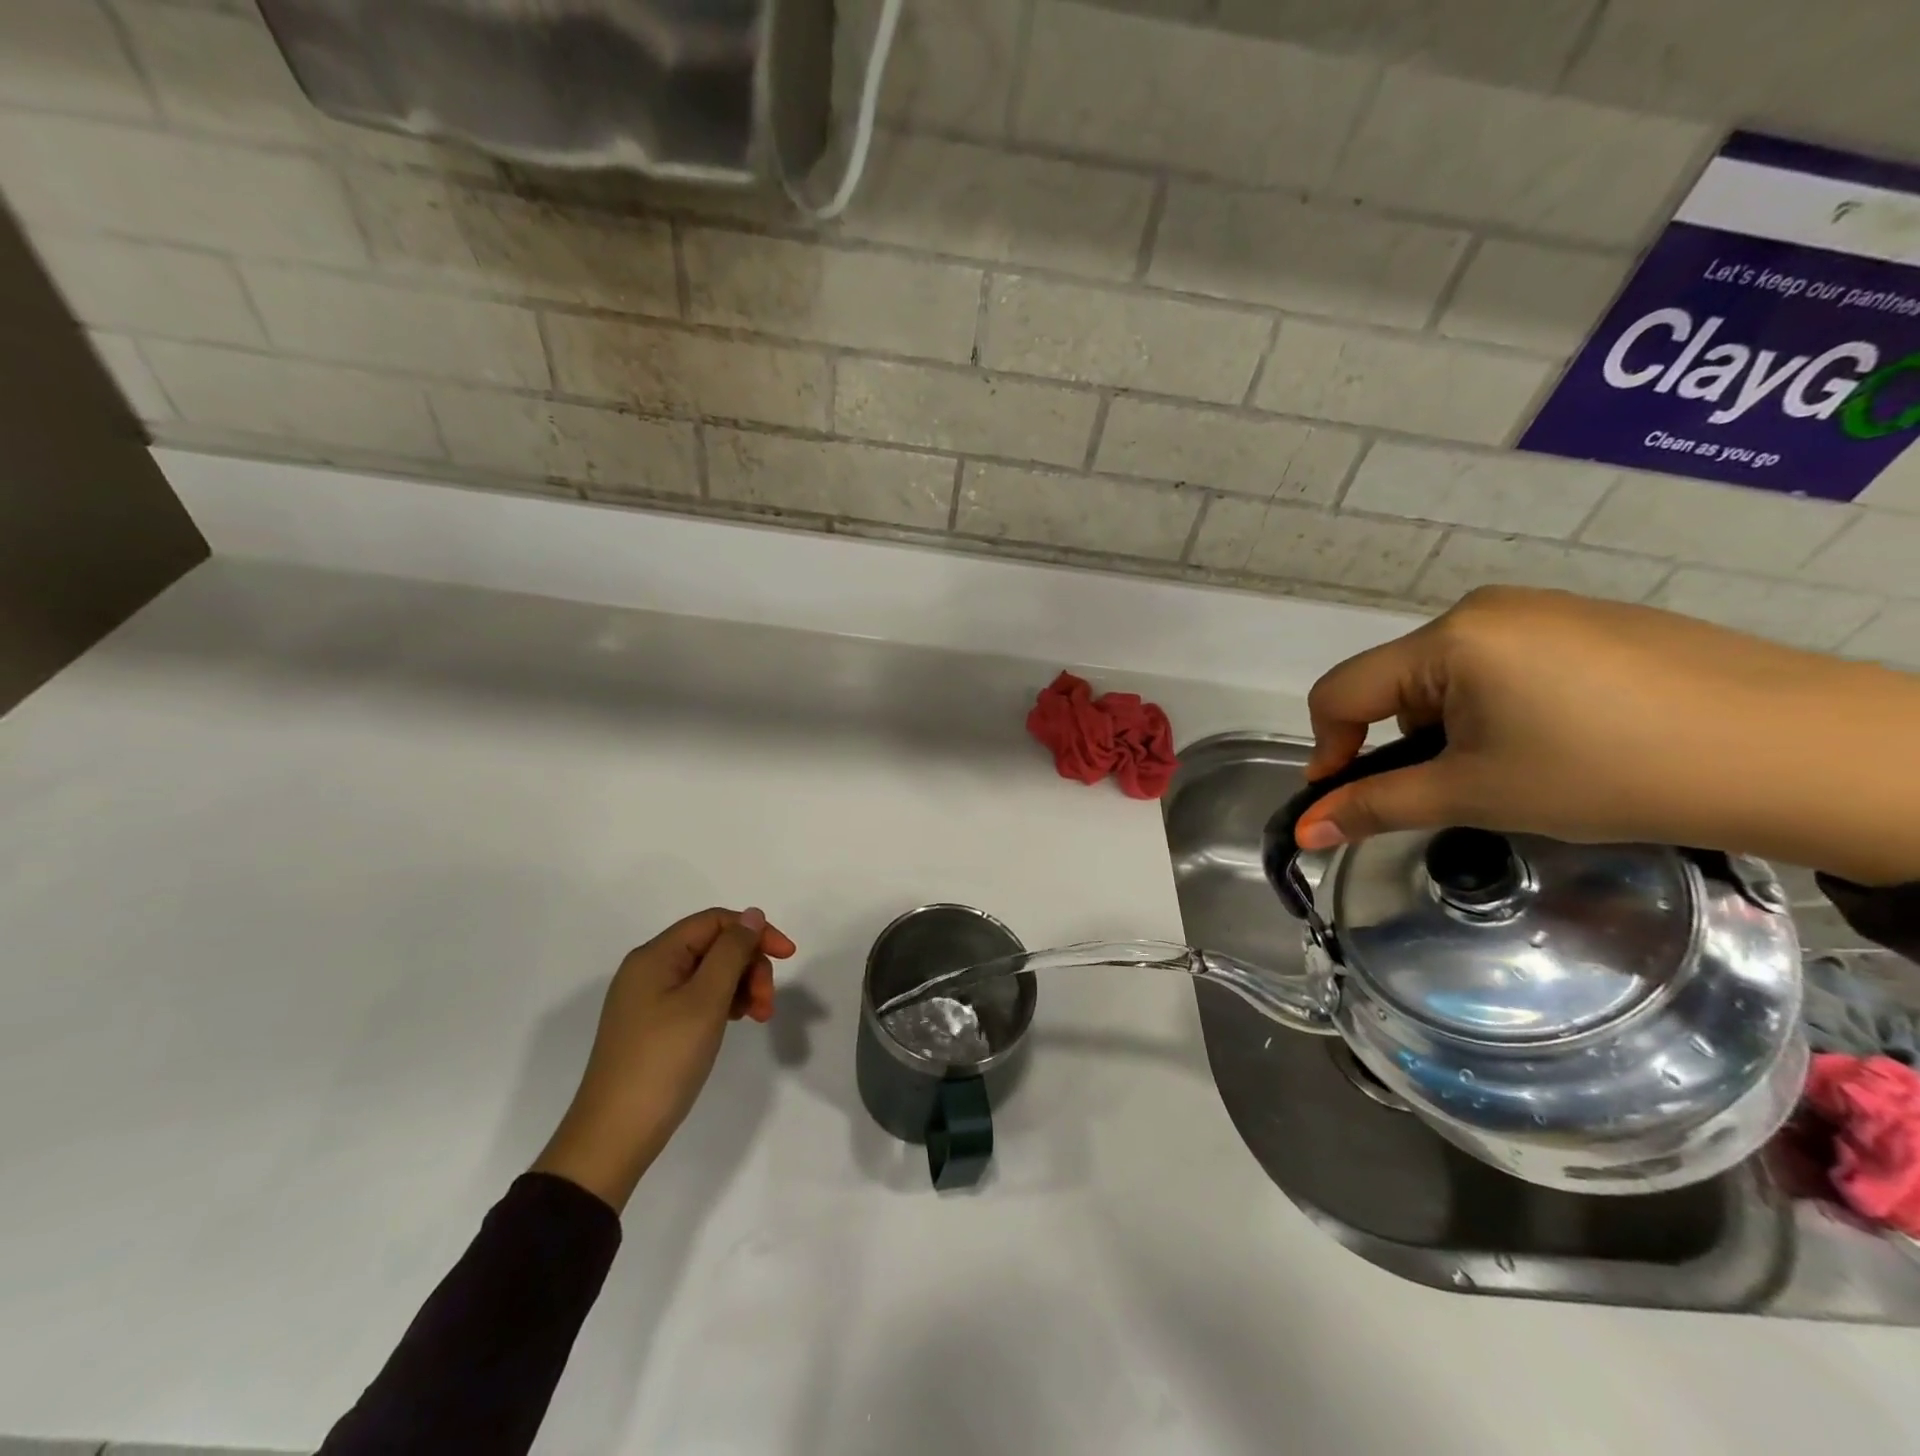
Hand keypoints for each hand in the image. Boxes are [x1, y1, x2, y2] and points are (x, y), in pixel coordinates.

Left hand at [532, 907, 795, 1210]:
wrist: (614, 1136)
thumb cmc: (664, 1061)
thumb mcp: (705, 1001)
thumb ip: (732, 952)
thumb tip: (752, 914)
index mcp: (656, 955)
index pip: (715, 921)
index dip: (755, 932)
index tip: (789, 957)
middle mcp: (649, 968)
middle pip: (714, 946)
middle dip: (749, 966)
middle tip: (768, 1004)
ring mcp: (649, 998)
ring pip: (709, 973)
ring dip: (741, 986)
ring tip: (758, 1018)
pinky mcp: (653, 1024)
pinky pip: (697, 996)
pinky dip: (723, 1003)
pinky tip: (735, 1022)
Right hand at [1298, 586, 1919, 885]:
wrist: (1802, 751)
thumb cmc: (1609, 771)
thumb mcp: (1477, 794)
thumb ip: (1377, 806)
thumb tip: (1304, 831)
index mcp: (1448, 639)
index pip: (1342, 692)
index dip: (1329, 750)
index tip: (1347, 801)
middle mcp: (1484, 609)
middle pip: (1397, 682)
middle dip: (1404, 740)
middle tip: (1455, 790)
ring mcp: (1542, 609)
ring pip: (1451, 675)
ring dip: (1452, 726)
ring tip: (1517, 768)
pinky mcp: (1590, 622)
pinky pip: (1507, 663)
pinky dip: (1501, 707)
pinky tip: (1562, 740)